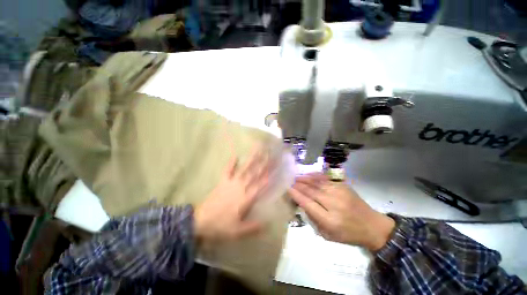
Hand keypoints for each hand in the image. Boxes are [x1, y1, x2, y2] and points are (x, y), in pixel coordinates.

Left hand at [194, 149, 270, 244]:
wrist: (200, 221)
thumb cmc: (220, 226)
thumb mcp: (238, 231)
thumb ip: (253, 227)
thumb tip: (268, 223)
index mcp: (246, 198)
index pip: (261, 184)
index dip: (270, 174)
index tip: (277, 165)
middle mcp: (241, 187)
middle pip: (255, 173)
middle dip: (264, 162)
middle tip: (271, 153)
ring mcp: (231, 182)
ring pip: (244, 169)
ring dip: (251, 159)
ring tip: (257, 149)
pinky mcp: (222, 181)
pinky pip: (227, 170)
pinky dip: (231, 163)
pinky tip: (235, 155)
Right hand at [289, 174, 394, 251]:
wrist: (372, 226)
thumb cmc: (348, 234)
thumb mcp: (328, 235)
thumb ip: (313, 219)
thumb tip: (302, 203)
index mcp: (330, 221)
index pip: (308, 204)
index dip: (297, 195)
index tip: (288, 189)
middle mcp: (334, 204)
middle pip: (312, 192)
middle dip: (299, 186)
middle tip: (290, 182)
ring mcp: (340, 193)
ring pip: (317, 183)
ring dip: (305, 179)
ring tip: (296, 177)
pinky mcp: (344, 186)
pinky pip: (326, 179)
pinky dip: (315, 176)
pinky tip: (308, 174)